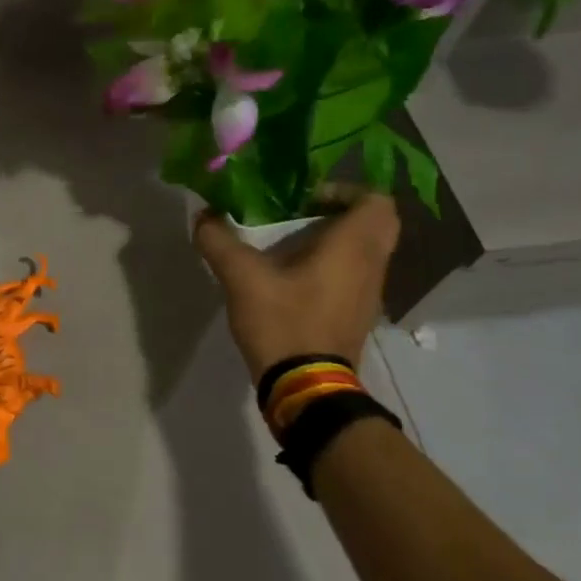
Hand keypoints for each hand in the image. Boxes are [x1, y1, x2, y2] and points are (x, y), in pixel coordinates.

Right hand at [193, 189, 400, 374]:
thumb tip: (203, 216)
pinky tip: (293, 277)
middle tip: (300, 215)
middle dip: (339, 212)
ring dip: (335, 239)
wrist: (306, 389)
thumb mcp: (241, 278)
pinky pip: (356, 274)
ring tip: (290, 244)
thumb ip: (219, 241)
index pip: (377, 201)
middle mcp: (372, 265)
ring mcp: (369, 293)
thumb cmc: (284, 322)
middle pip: (375, 224)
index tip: (305, 199)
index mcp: (353, 247)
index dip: (344, 191)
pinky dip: (333, 265)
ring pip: (366, 250)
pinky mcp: (358, 315)